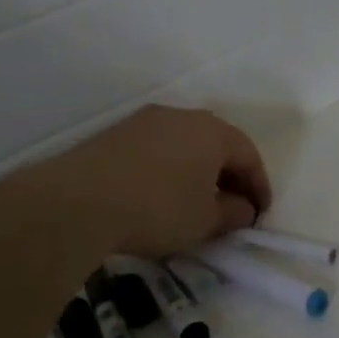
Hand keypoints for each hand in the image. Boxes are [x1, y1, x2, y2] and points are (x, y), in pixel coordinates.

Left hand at [56, 106, 272, 259]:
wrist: (78, 202)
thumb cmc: (158, 209)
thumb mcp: (206, 221)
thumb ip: (234, 213)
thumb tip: (243, 208)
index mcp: (212, 131)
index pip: (249, 156)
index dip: (260, 187)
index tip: (260, 215)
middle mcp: (182, 116)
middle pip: (218, 145)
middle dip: (230, 177)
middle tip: (233, 208)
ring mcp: (145, 121)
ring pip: (185, 145)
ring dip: (198, 172)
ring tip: (197, 203)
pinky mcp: (115, 134)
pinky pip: (158, 150)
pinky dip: (170, 170)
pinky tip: (162, 195)